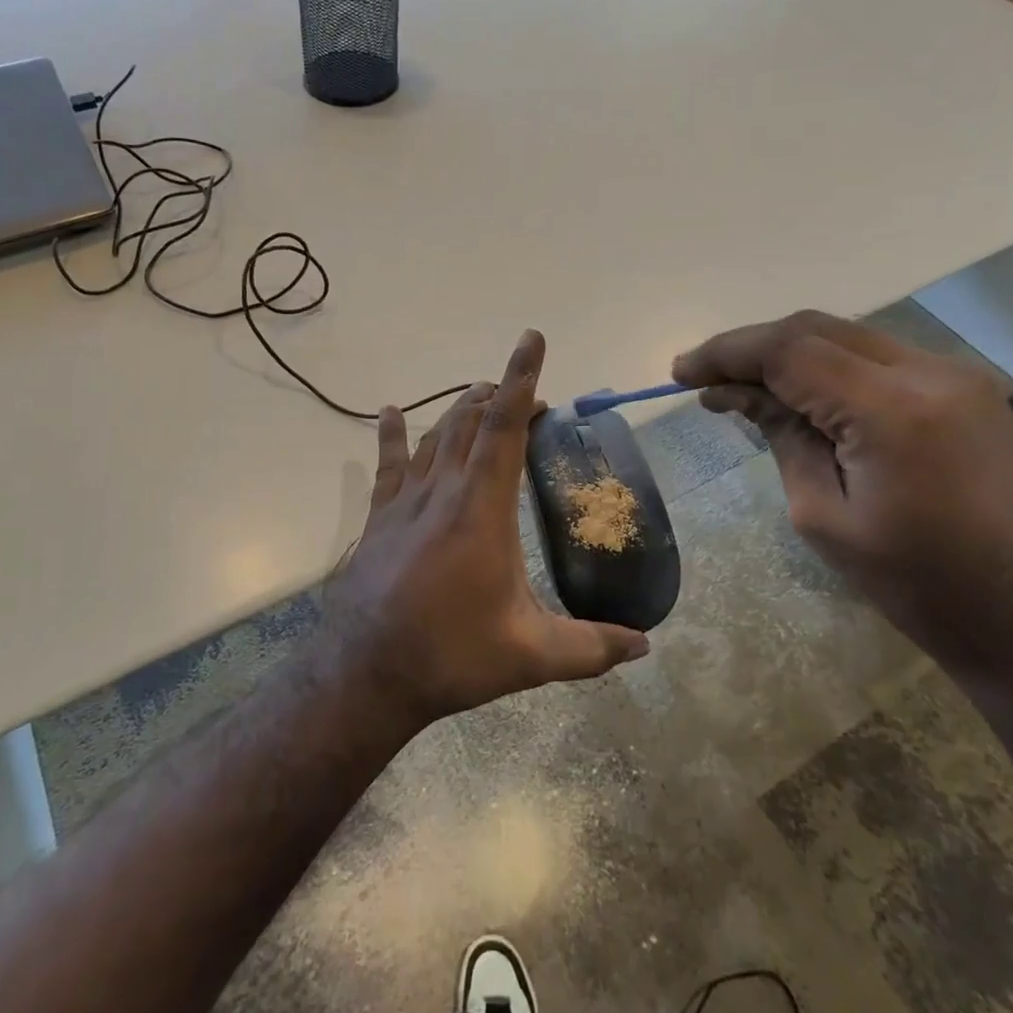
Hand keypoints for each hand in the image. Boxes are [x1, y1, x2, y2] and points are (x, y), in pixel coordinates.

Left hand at [324, 330, 649, 727]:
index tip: (531, 339)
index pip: (505, 427)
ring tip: (481, 397)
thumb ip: (591, 647)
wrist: (367, 673)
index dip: (520, 379)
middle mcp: (443, 490)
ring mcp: (405, 501)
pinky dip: (392, 435)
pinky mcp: (379, 518)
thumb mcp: (531, 655)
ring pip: (434, 436)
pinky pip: (388, 465)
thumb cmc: (452, 655)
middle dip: (499, 396)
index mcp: (482, 508)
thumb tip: (645, 645)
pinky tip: (389, 412)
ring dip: (460, 411)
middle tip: (528, 396)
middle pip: (470, 421)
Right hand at [673, 312, 1012, 675]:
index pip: (787, 350)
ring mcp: (957, 376)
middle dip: (752, 347)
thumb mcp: (825, 517)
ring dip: (790, 355)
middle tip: (706, 380)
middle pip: (816, 329)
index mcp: (890, 408)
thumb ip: (782, 437)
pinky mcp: (970, 391)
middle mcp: (929, 371)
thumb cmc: (921, 586)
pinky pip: (881, 359)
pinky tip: (804, 398)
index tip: (681, 373)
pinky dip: (831, 368)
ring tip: (745, 390)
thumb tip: (738, 394)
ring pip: (848, 338)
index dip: (725, 353)